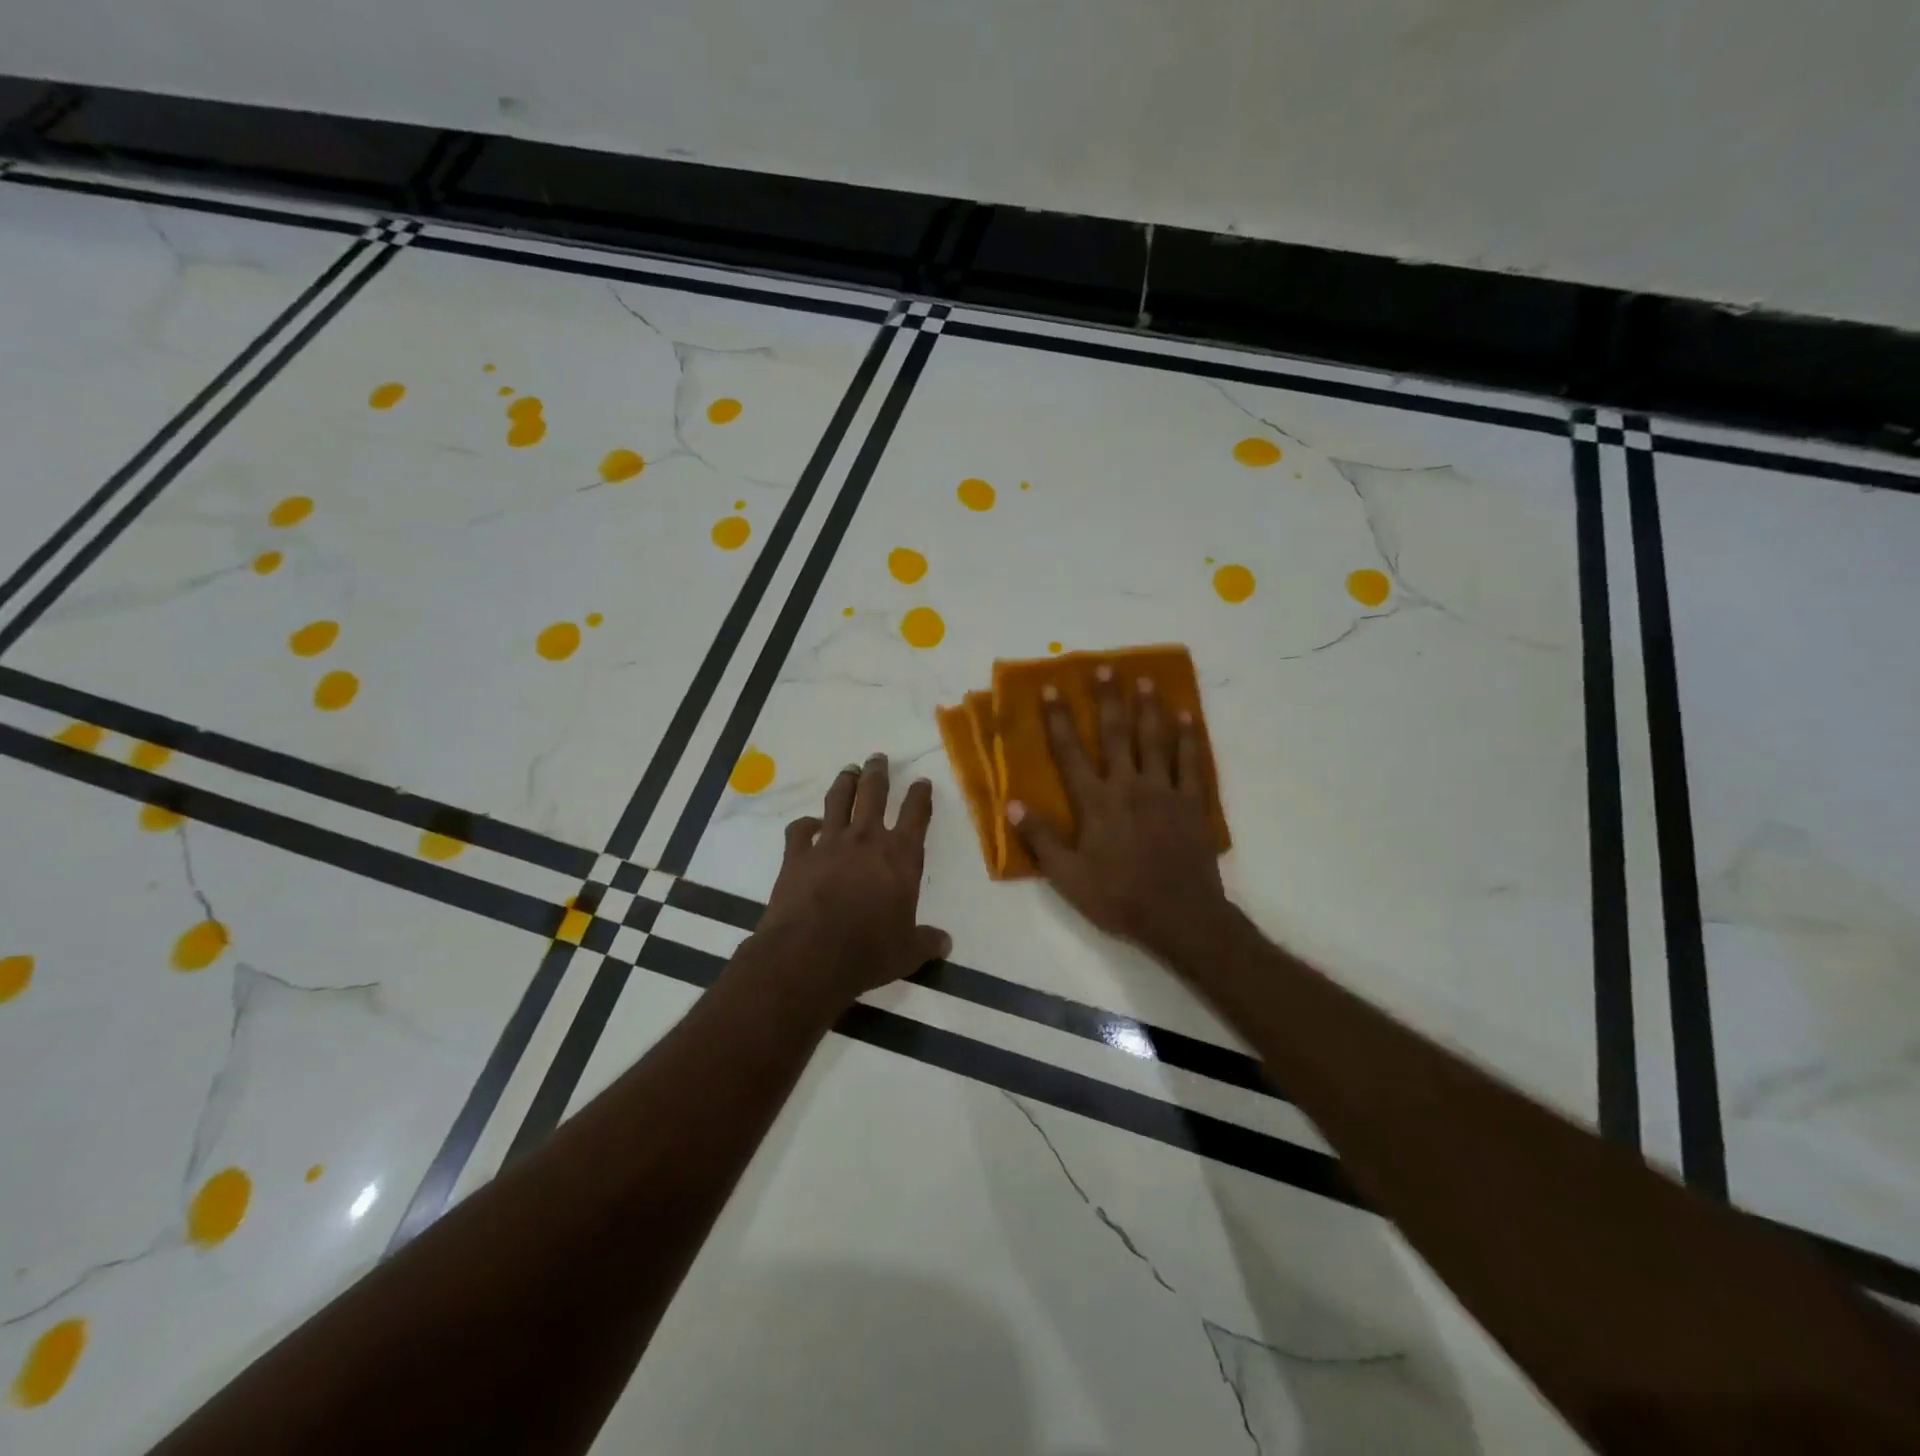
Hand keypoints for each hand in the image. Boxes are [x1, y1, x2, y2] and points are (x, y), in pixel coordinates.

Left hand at [758, 752, 951, 1001]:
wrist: (810, 954)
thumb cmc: (868, 951)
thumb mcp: (907, 952)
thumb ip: (926, 942)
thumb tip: (946, 943)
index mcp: (900, 857)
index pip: (916, 815)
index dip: (920, 796)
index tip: (922, 782)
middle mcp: (866, 840)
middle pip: (873, 794)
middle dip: (877, 773)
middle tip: (877, 758)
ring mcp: (829, 844)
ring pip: (838, 801)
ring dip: (845, 783)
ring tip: (849, 770)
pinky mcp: (797, 855)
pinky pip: (800, 830)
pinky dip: (805, 824)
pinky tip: (808, 823)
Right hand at [1009, 670, 1229, 960]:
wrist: (1180, 916)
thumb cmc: (1118, 897)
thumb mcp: (1068, 876)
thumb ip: (1041, 839)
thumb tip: (1012, 804)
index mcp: (1096, 802)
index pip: (1070, 753)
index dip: (1059, 720)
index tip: (1050, 689)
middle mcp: (1128, 786)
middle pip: (1116, 734)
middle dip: (1108, 699)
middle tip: (1105, 667)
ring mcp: (1164, 791)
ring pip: (1155, 740)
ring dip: (1148, 708)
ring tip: (1145, 680)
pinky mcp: (1192, 803)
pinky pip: (1191, 762)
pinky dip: (1189, 737)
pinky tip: (1187, 715)